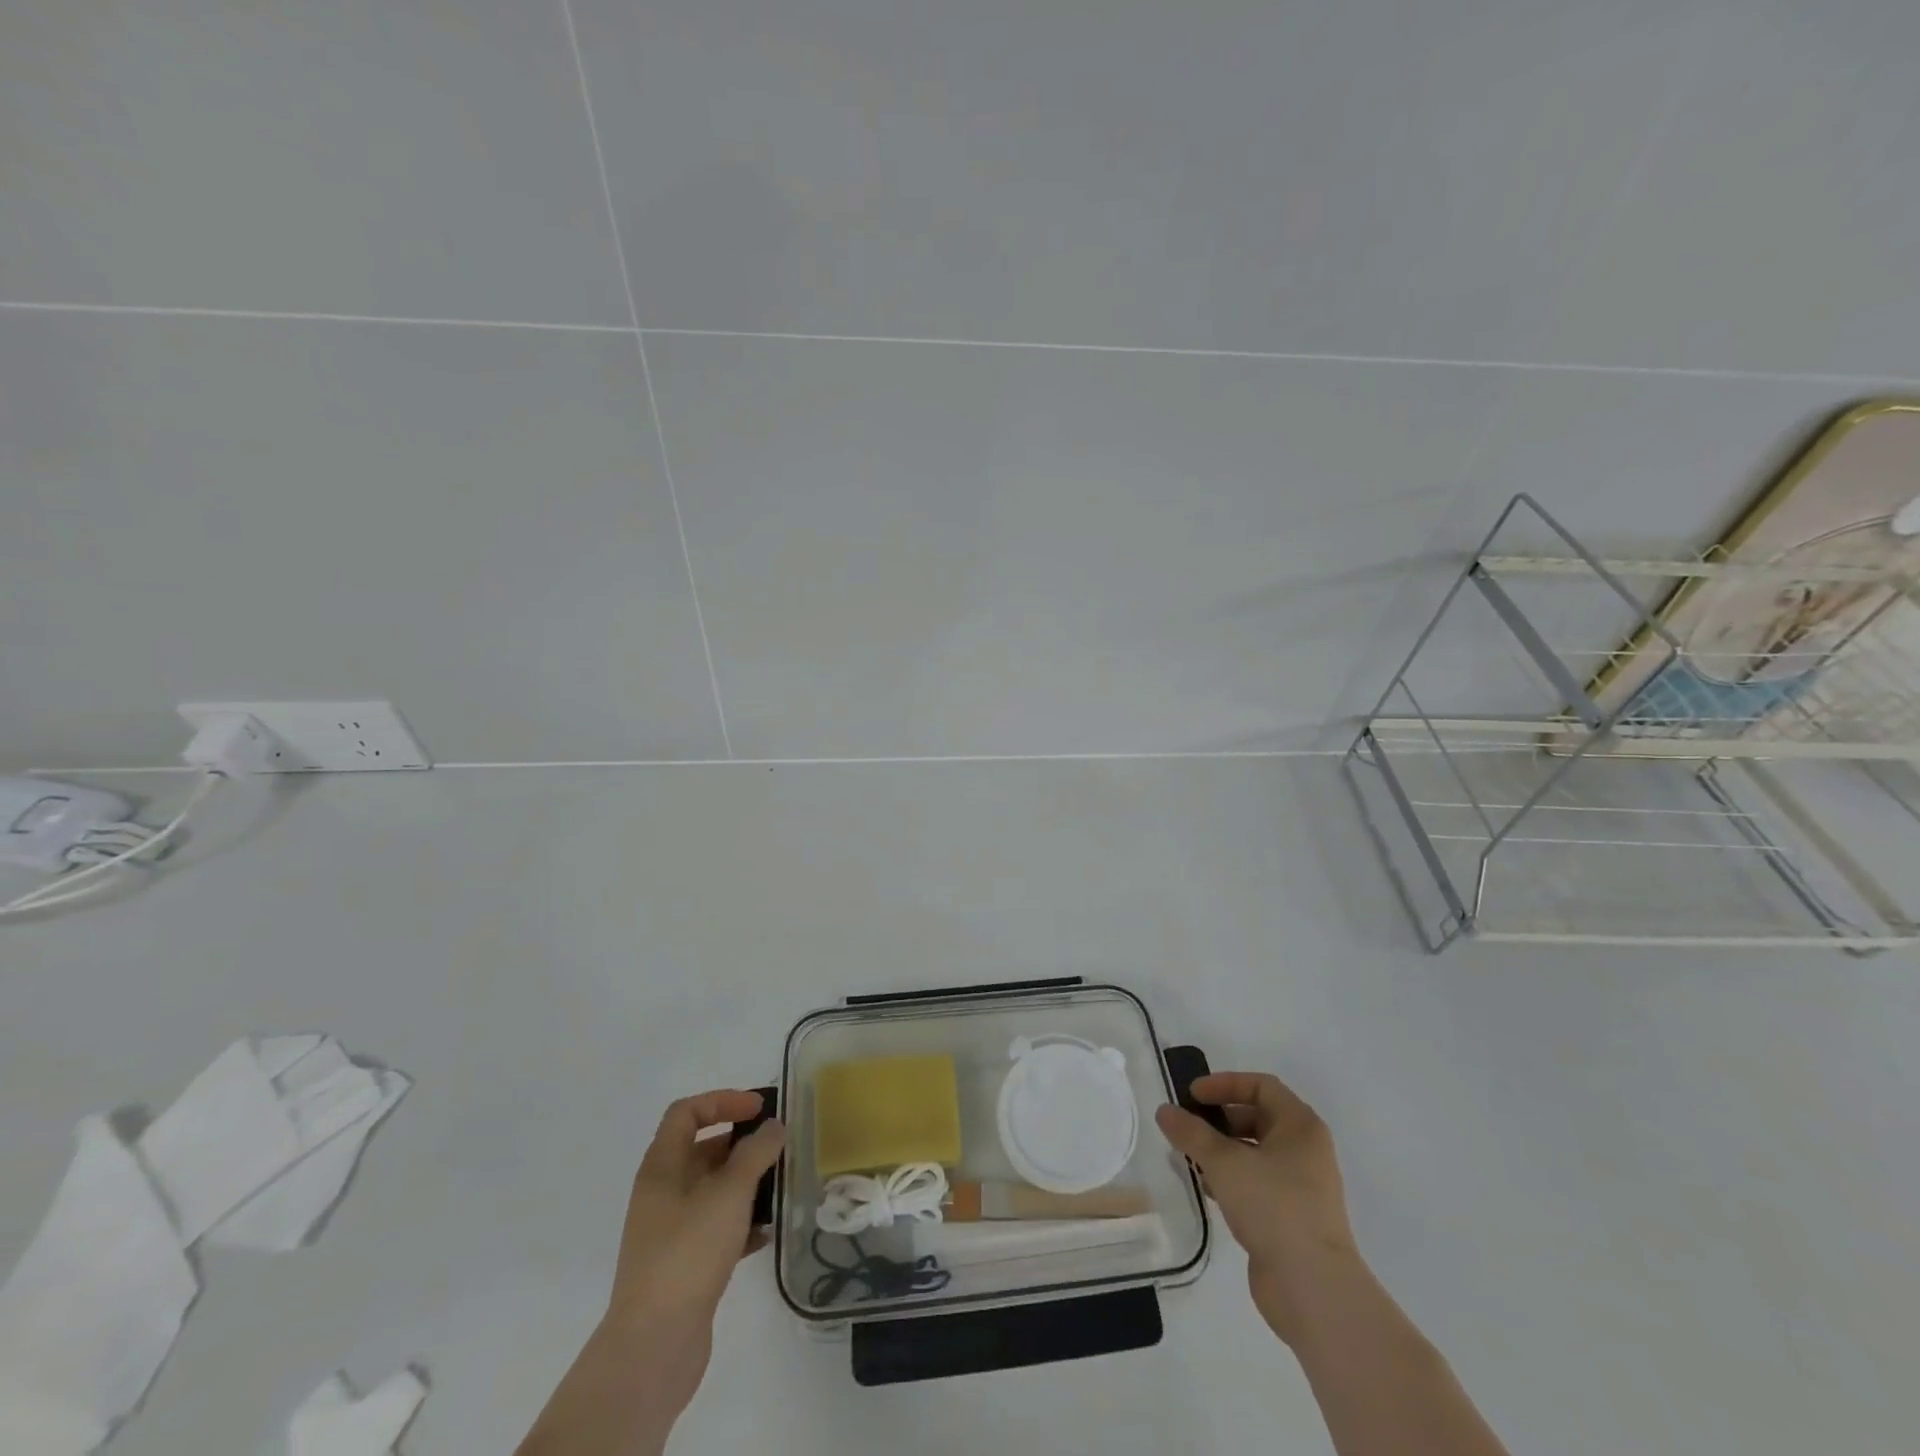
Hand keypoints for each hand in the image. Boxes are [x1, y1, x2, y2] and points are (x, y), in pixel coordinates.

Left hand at [610, 1089, 784, 1330]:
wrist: (654, 1345)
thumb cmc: (689, 1252)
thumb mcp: (729, 1192)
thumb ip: (756, 1153)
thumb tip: (773, 1126)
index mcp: (661, 1167)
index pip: (687, 1112)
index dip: (723, 1101)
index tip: (759, 1109)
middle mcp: (661, 1192)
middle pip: (702, 1149)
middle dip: (741, 1144)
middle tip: (778, 1147)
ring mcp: (669, 1230)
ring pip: (712, 1190)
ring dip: (745, 1183)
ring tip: (779, 1186)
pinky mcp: (682, 1264)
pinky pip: (715, 1227)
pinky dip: (741, 1222)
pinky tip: (766, 1232)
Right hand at [1155, 1072, 1356, 1345]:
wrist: (1314, 1289)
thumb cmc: (1274, 1207)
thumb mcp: (1225, 1162)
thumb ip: (1191, 1133)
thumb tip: (1164, 1111)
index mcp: (1300, 1126)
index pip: (1261, 1086)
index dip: (1224, 1084)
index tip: (1192, 1096)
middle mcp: (1306, 1150)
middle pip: (1257, 1117)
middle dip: (1219, 1119)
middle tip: (1186, 1127)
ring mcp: (1301, 1186)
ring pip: (1255, 1153)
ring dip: (1221, 1151)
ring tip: (1188, 1158)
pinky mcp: (1292, 1217)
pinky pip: (1257, 1183)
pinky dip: (1231, 1178)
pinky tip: (1207, 1188)